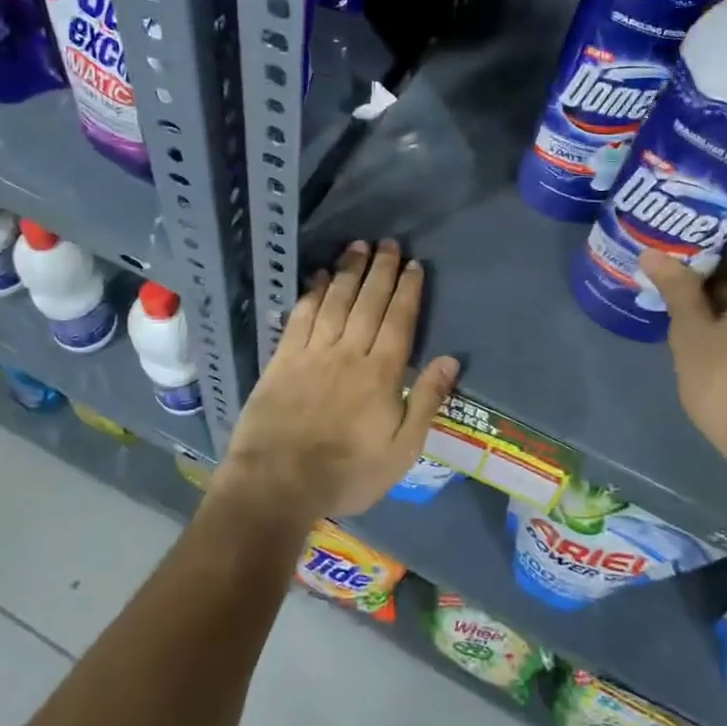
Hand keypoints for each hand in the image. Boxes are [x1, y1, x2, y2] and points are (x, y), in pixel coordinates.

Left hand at [218, 239, 460, 519]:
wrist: (278, 483)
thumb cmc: (347, 473)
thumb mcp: (401, 450)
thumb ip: (426, 402)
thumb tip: (449, 360)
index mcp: (381, 374)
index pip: (399, 321)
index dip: (407, 290)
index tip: (413, 265)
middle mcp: (348, 353)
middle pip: (368, 303)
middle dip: (381, 270)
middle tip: (389, 242)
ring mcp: (313, 353)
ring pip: (335, 301)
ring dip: (349, 271)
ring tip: (358, 246)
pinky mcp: (283, 359)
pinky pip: (301, 316)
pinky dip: (313, 293)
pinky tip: (320, 276)